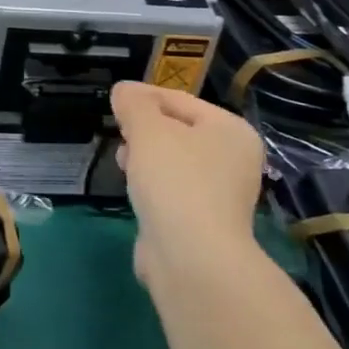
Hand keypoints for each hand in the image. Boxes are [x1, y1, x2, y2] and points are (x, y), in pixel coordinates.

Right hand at [112, 81, 264, 272]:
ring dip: (146, 158)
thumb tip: (124, 90)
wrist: (192, 258)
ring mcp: (222, 194)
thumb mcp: (148, 130)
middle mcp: (234, 159)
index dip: (144, 97)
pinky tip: (134, 190)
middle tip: (119, 132)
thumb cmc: (175, 181)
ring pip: (174, 162)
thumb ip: (134, 104)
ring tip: (123, 161)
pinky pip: (173, 191)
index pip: (180, 99)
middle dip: (145, 129)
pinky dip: (153, 186)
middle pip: (179, 130)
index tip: (114, 100)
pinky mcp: (204, 222)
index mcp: (231, 130)